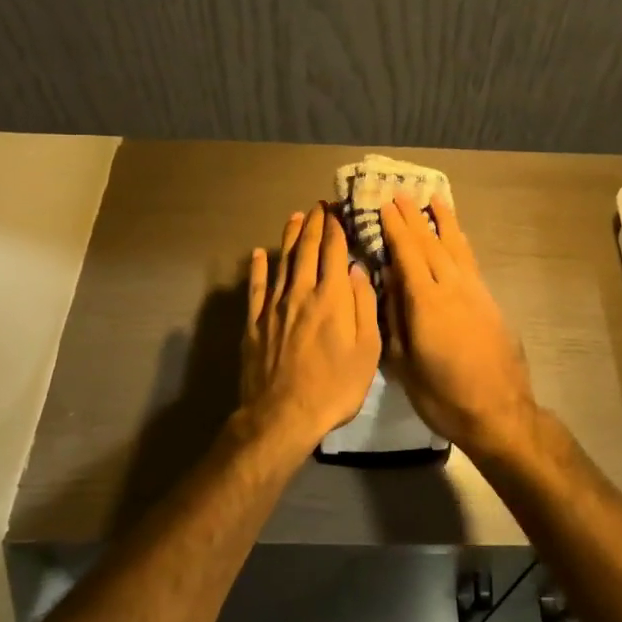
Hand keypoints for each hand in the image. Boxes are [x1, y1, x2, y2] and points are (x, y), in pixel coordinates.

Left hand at [239, 204, 381, 458]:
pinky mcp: (255, 323)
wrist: (283, 415)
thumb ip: (363, 306)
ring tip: (294, 218)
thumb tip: (358, 270)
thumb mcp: (367, 350)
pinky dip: (258, 268)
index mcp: (332, 297)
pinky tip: (259, 254)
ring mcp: (274, 307)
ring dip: (289, 237)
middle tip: (318, 206)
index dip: (336, 228)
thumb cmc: (335, 386)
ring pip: (282, 262)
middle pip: (307, 250)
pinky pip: (256, 288)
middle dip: (314, 225)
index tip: (338, 211)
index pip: (334, 252)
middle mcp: (301, 292)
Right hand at [380, 193, 537, 457]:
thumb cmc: (442, 395)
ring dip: (444, 221)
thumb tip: (386, 281)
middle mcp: (451, 287)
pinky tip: (457, 237)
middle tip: (401, 193)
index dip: (395, 227)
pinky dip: (460, 242)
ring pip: (456, 247)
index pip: (407, 253)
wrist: (498, 412)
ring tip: (434, 199)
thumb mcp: (403, 363)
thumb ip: (394, 317)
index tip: (384, 205)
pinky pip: (470, 261)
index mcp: (425, 302)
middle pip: (431, 243)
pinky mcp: (490, 301)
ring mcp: (475, 292)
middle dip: (414, 217)